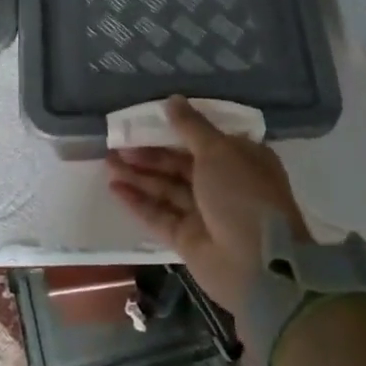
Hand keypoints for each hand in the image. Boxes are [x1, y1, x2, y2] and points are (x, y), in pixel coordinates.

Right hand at [105, 97, 309, 313]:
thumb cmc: (242, 195)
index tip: (146, 119)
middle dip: (150, 153)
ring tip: (108, 160)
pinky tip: (114, 187)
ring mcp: (205, 212)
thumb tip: (172, 99)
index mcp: (240, 158)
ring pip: (166, 187)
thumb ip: (191, 126)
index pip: (204, 138)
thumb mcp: (218, 151)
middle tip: (118, 142)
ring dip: (138, 174)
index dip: (176, 128)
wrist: (257, 265)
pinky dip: (138, 201)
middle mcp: (224, 183)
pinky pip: (159, 214)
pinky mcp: (188, 238)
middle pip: (180, 163)